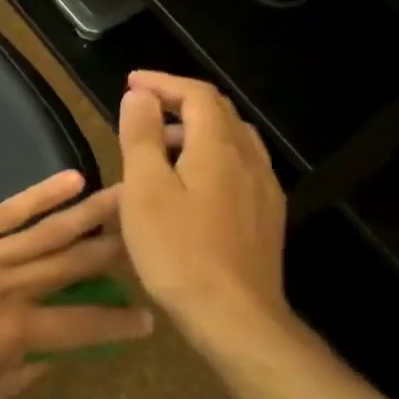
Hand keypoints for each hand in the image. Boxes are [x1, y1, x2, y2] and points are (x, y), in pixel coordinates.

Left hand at [0, 170, 153, 398]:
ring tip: (125, 198)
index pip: (82, 327)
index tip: (148, 317)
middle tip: (149, 234)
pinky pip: (10, 212)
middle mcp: (13, 290)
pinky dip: (43, 196)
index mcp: (18, 335)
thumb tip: (52, 357)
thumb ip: (21, 377)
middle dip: (116, 250)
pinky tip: (72, 181)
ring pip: (50, 233)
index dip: (118, 323)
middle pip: (74, 266)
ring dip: (91, 215)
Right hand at [117, 70, 293, 352]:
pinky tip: (193, 185)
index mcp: (218, 147)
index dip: (163, 82)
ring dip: (197, 130)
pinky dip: (212, 157)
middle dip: (180, 101)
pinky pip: (240, 167)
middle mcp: (249, 159)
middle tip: (143, 110)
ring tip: (161, 147)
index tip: (131, 84)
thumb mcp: (145, 190)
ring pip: (233, 140)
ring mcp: (263, 189)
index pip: (196, 94)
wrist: (235, 316)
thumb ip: (142, 137)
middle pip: (219, 113)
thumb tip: (141, 96)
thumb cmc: (178, 251)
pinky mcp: (266, 216)